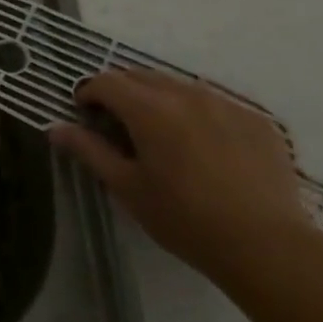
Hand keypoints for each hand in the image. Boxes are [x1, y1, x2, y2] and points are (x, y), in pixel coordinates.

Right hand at [50, 69, 312, 283]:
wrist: (267, 245)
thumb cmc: (184, 219)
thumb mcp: (127, 188)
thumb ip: (89, 151)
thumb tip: (56, 128)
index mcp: (150, 110)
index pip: (107, 82)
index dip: (88, 93)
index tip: (85, 115)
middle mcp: (187, 95)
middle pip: (142, 76)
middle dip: (122, 92)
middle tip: (117, 124)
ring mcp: (226, 104)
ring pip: (179, 86)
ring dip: (159, 99)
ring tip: (160, 134)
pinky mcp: (257, 120)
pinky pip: (215, 103)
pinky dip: (196, 113)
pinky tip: (203, 147)